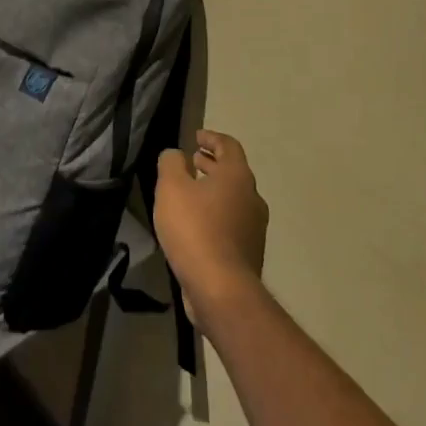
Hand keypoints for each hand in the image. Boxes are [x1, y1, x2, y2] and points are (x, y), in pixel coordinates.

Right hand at [154, 130, 269, 333]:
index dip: (212, 137)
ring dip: (214, 190)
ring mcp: (254, 228)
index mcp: (237, 177)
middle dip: (212, 164)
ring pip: (233, 199)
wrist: (220, 288)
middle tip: (193, 160)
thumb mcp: (171, 187)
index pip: (229, 146)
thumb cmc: (194, 229)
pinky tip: (195, 223)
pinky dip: (215, 213)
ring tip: (191, 191)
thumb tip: (176, 155)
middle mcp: (252, 198)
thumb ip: (171, 163)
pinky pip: (231, 222)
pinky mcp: (248, 252)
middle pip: (233, 172)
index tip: (196, 136)